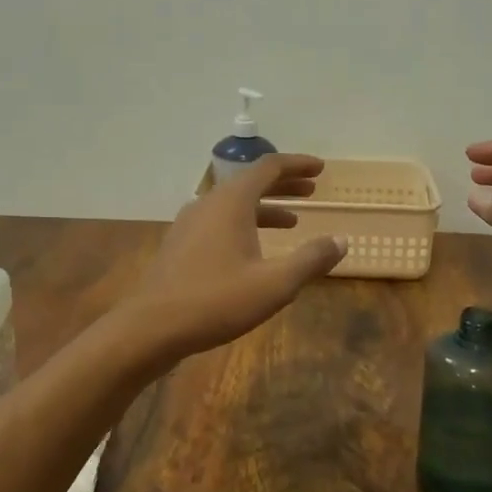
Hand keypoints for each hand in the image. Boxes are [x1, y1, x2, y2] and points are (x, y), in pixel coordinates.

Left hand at [126, 154, 346, 358]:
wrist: (151, 327)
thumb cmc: (216, 301)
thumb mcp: (274, 284)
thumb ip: (311, 260)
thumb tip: (341, 241)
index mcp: (231, 202)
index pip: (269, 167)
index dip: (297, 165)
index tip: (321, 169)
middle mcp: (208, 203)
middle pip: (250, 182)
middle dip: (284, 184)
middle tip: (312, 189)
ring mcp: (189, 223)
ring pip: (233, 204)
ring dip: (265, 207)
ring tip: (293, 221)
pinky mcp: (180, 244)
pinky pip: (219, 222)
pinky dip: (244, 224)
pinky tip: (254, 250)